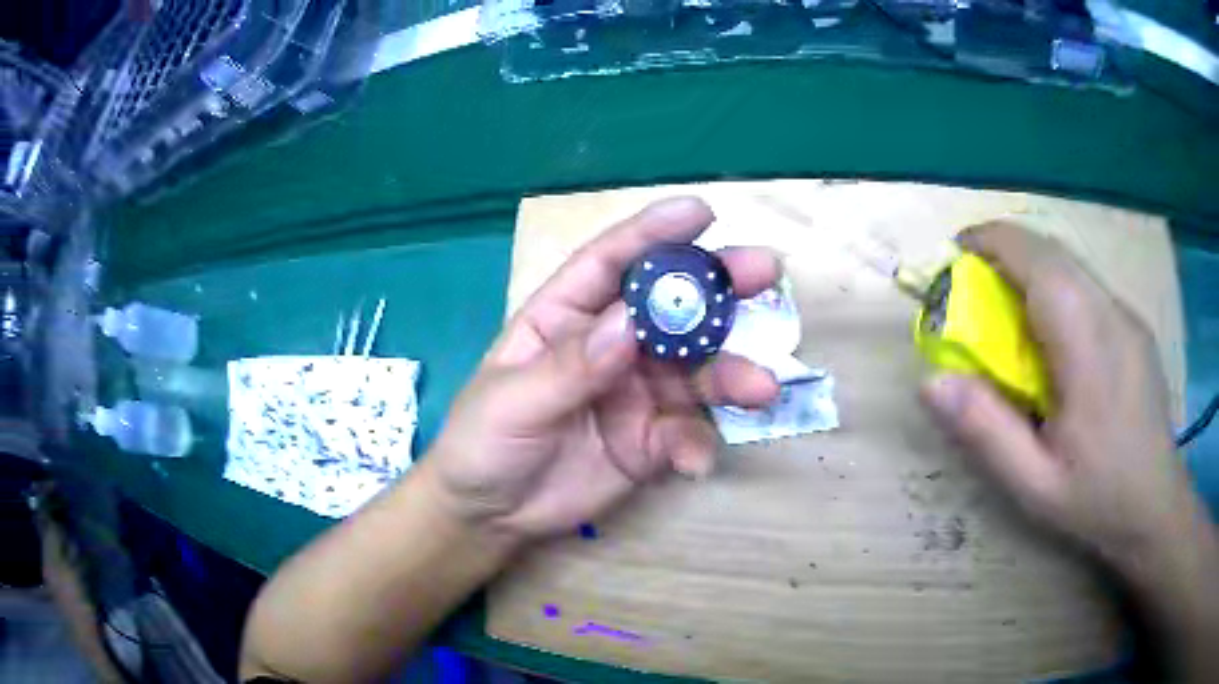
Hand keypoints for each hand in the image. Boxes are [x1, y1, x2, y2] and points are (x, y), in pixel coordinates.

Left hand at [425, 197, 780, 541]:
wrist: (491, 514)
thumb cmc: (483, 441)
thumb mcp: (514, 400)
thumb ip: (572, 365)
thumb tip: (629, 324)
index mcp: (566, 317)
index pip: (611, 263)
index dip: (654, 233)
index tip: (701, 213)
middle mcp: (611, 345)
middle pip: (670, 307)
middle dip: (718, 287)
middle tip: (766, 271)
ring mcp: (636, 393)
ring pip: (696, 371)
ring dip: (731, 375)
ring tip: (760, 388)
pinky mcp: (651, 442)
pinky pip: (687, 435)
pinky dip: (697, 445)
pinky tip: (692, 463)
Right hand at [918, 222, 1201, 570]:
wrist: (1157, 507)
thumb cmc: (1098, 499)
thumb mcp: (1033, 484)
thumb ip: (985, 430)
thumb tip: (931, 381)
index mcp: (1086, 343)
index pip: (1036, 258)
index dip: (990, 242)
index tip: (957, 255)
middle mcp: (1110, 311)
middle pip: (1052, 251)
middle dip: (1006, 252)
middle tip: (975, 289)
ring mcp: (1127, 315)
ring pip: (1071, 265)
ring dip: (1032, 269)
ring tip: (1010, 313)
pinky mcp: (1134, 325)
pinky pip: (1088, 287)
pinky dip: (1058, 289)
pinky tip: (1055, 340)